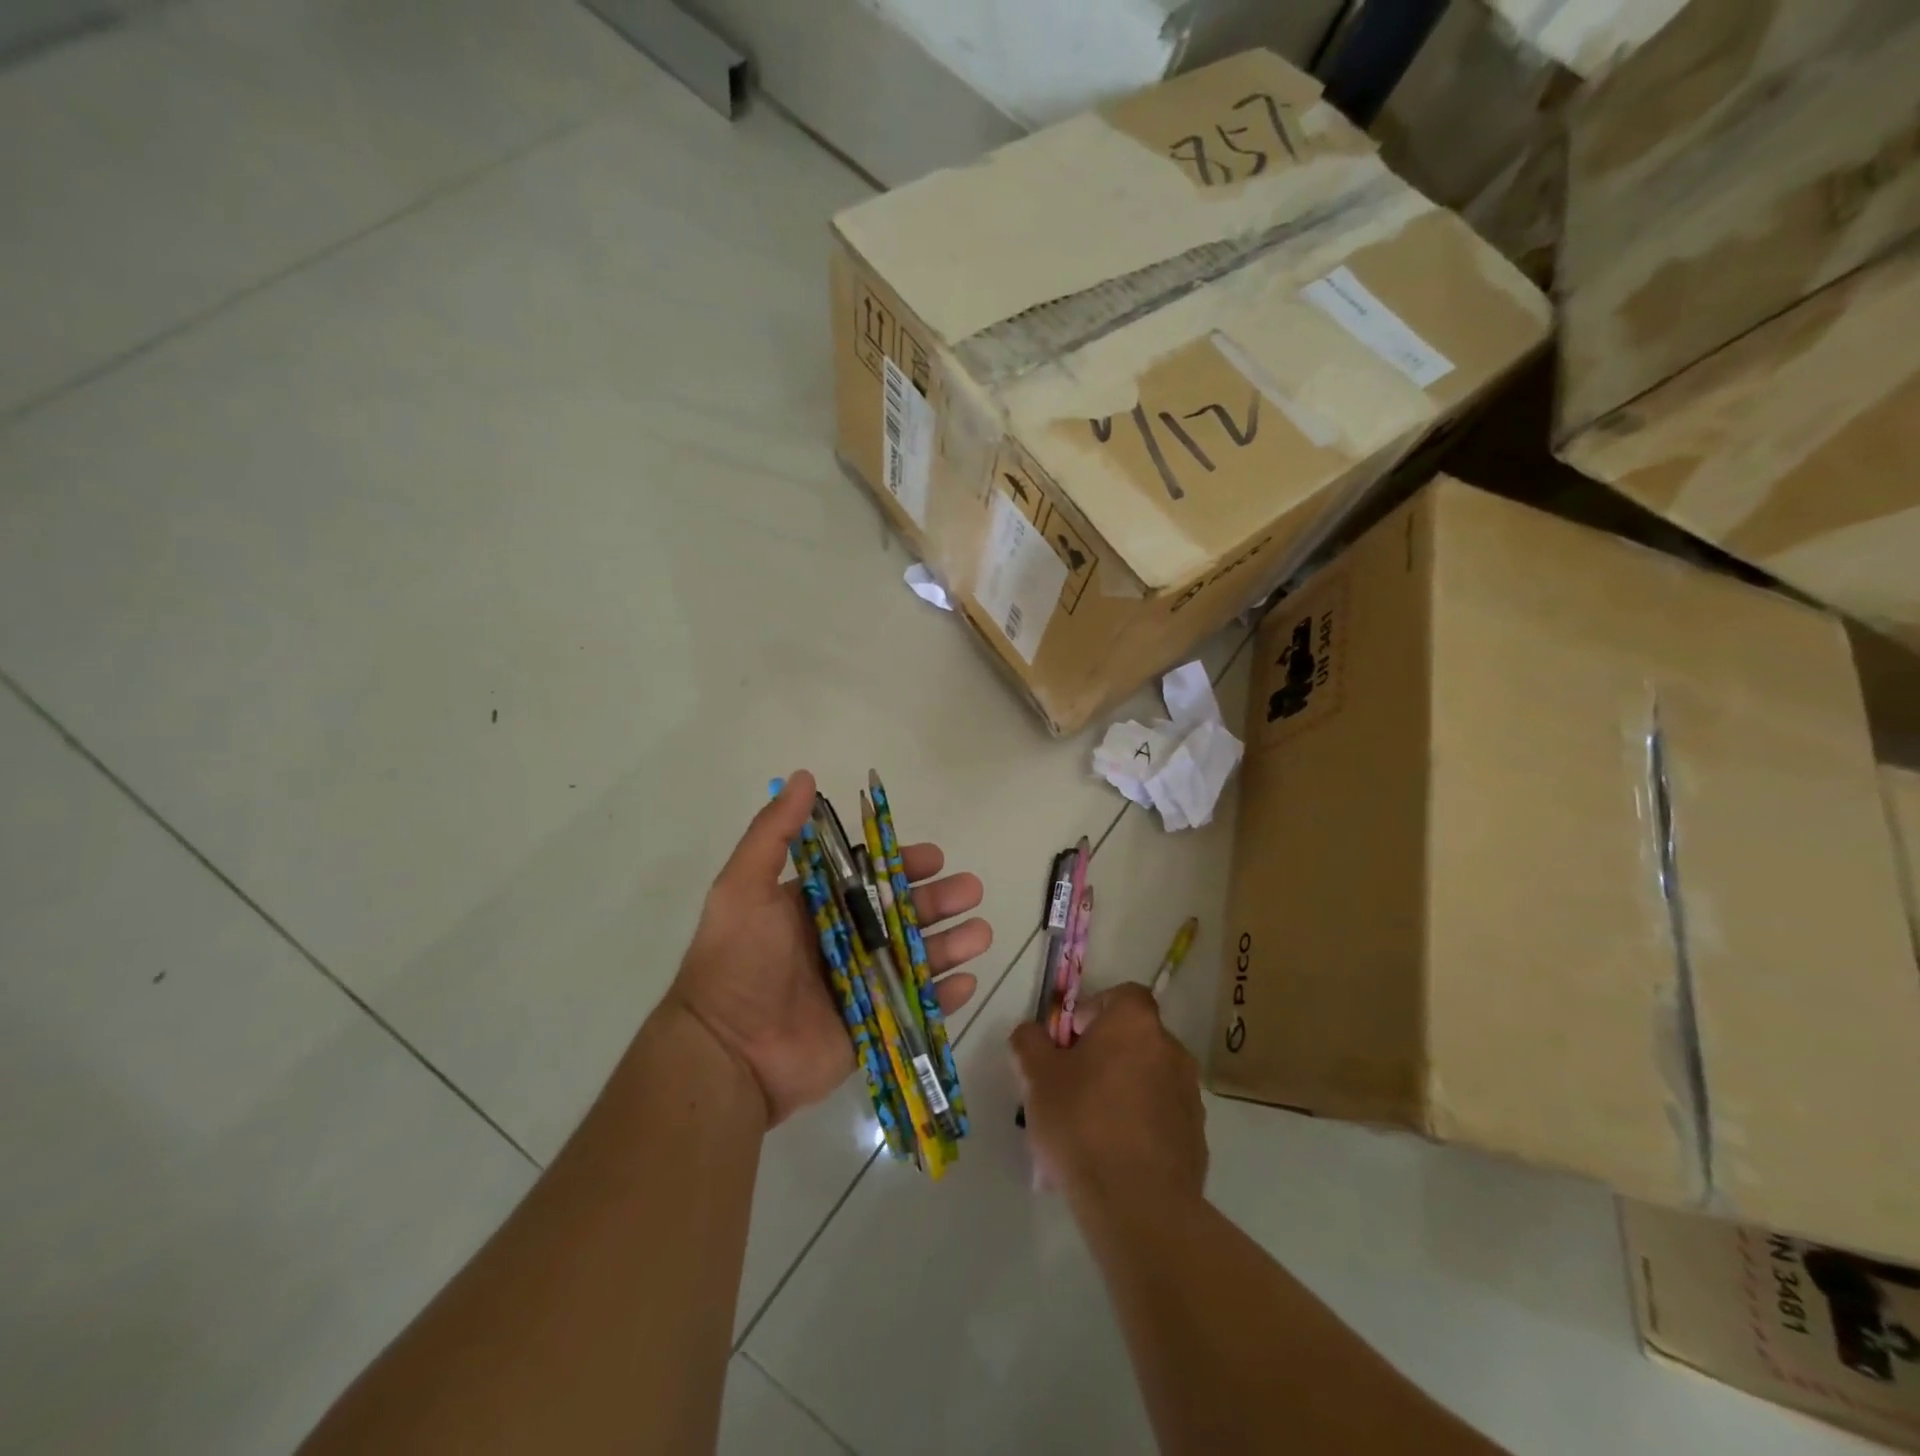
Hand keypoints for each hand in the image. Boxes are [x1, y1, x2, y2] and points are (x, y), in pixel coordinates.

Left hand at [665, 771, 991, 1125]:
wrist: (725, 1053)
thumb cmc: (738, 962)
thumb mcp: (744, 887)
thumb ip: (773, 833)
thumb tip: (803, 776)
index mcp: (816, 908)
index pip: (868, 879)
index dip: (902, 866)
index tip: (934, 858)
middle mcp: (841, 943)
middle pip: (901, 916)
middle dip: (938, 902)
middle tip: (971, 891)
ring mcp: (859, 987)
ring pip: (916, 959)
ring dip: (951, 944)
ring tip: (981, 933)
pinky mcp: (870, 1028)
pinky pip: (915, 1009)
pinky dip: (943, 998)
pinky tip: (967, 981)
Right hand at [1011, 983, 1206, 1207]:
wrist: (1138, 1204)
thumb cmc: (1082, 1122)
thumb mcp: (1037, 1077)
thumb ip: (1030, 1043)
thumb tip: (1031, 1032)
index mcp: (1135, 1023)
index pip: (1123, 995)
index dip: (1095, 1010)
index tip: (1072, 1040)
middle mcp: (1171, 1049)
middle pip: (1134, 1037)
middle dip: (1106, 1054)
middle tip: (1074, 1083)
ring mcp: (1189, 1094)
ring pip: (1149, 1077)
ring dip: (1125, 1088)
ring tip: (1092, 1125)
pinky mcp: (1197, 1136)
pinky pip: (1162, 1115)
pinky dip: (1142, 1123)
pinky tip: (1116, 1153)